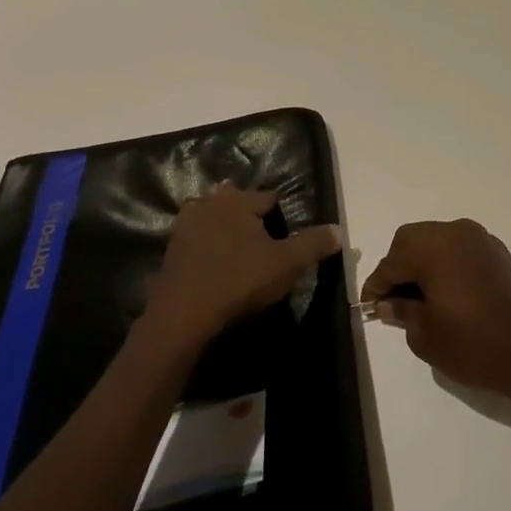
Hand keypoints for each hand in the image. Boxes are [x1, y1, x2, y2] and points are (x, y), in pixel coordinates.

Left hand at [142, 184, 341, 355]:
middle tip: (260, 227)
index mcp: (240, 201)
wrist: (183, 312)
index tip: (287, 227)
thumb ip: (313, 244)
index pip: (268, 197)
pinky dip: (204, 240)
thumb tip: (338, 230)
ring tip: (235, 237)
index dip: (281, 211)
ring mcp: (186, 224)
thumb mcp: (287, 264)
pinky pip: (194, 234)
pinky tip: (211, 254)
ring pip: (211, 213)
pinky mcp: (171, 248)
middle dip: (246, 208)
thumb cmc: (240, 280)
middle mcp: (211, 204)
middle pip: (234, 198)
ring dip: (222, 220)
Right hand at [362, 220, 510, 417]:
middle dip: (398, 268)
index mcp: (434, 247)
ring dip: (422, 265)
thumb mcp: (426, 335)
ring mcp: (482, 240)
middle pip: (412, 241)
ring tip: (419, 301)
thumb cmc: (476, 345)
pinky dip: (446, 266)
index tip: (370, 308)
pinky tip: (446, 296)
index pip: (391, 261)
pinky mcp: (499, 254)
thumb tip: (389, 303)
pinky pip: (460, 251)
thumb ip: (402, 312)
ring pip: (437, 242)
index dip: (376, 286)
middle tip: (394, 302)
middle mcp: (457, 232)